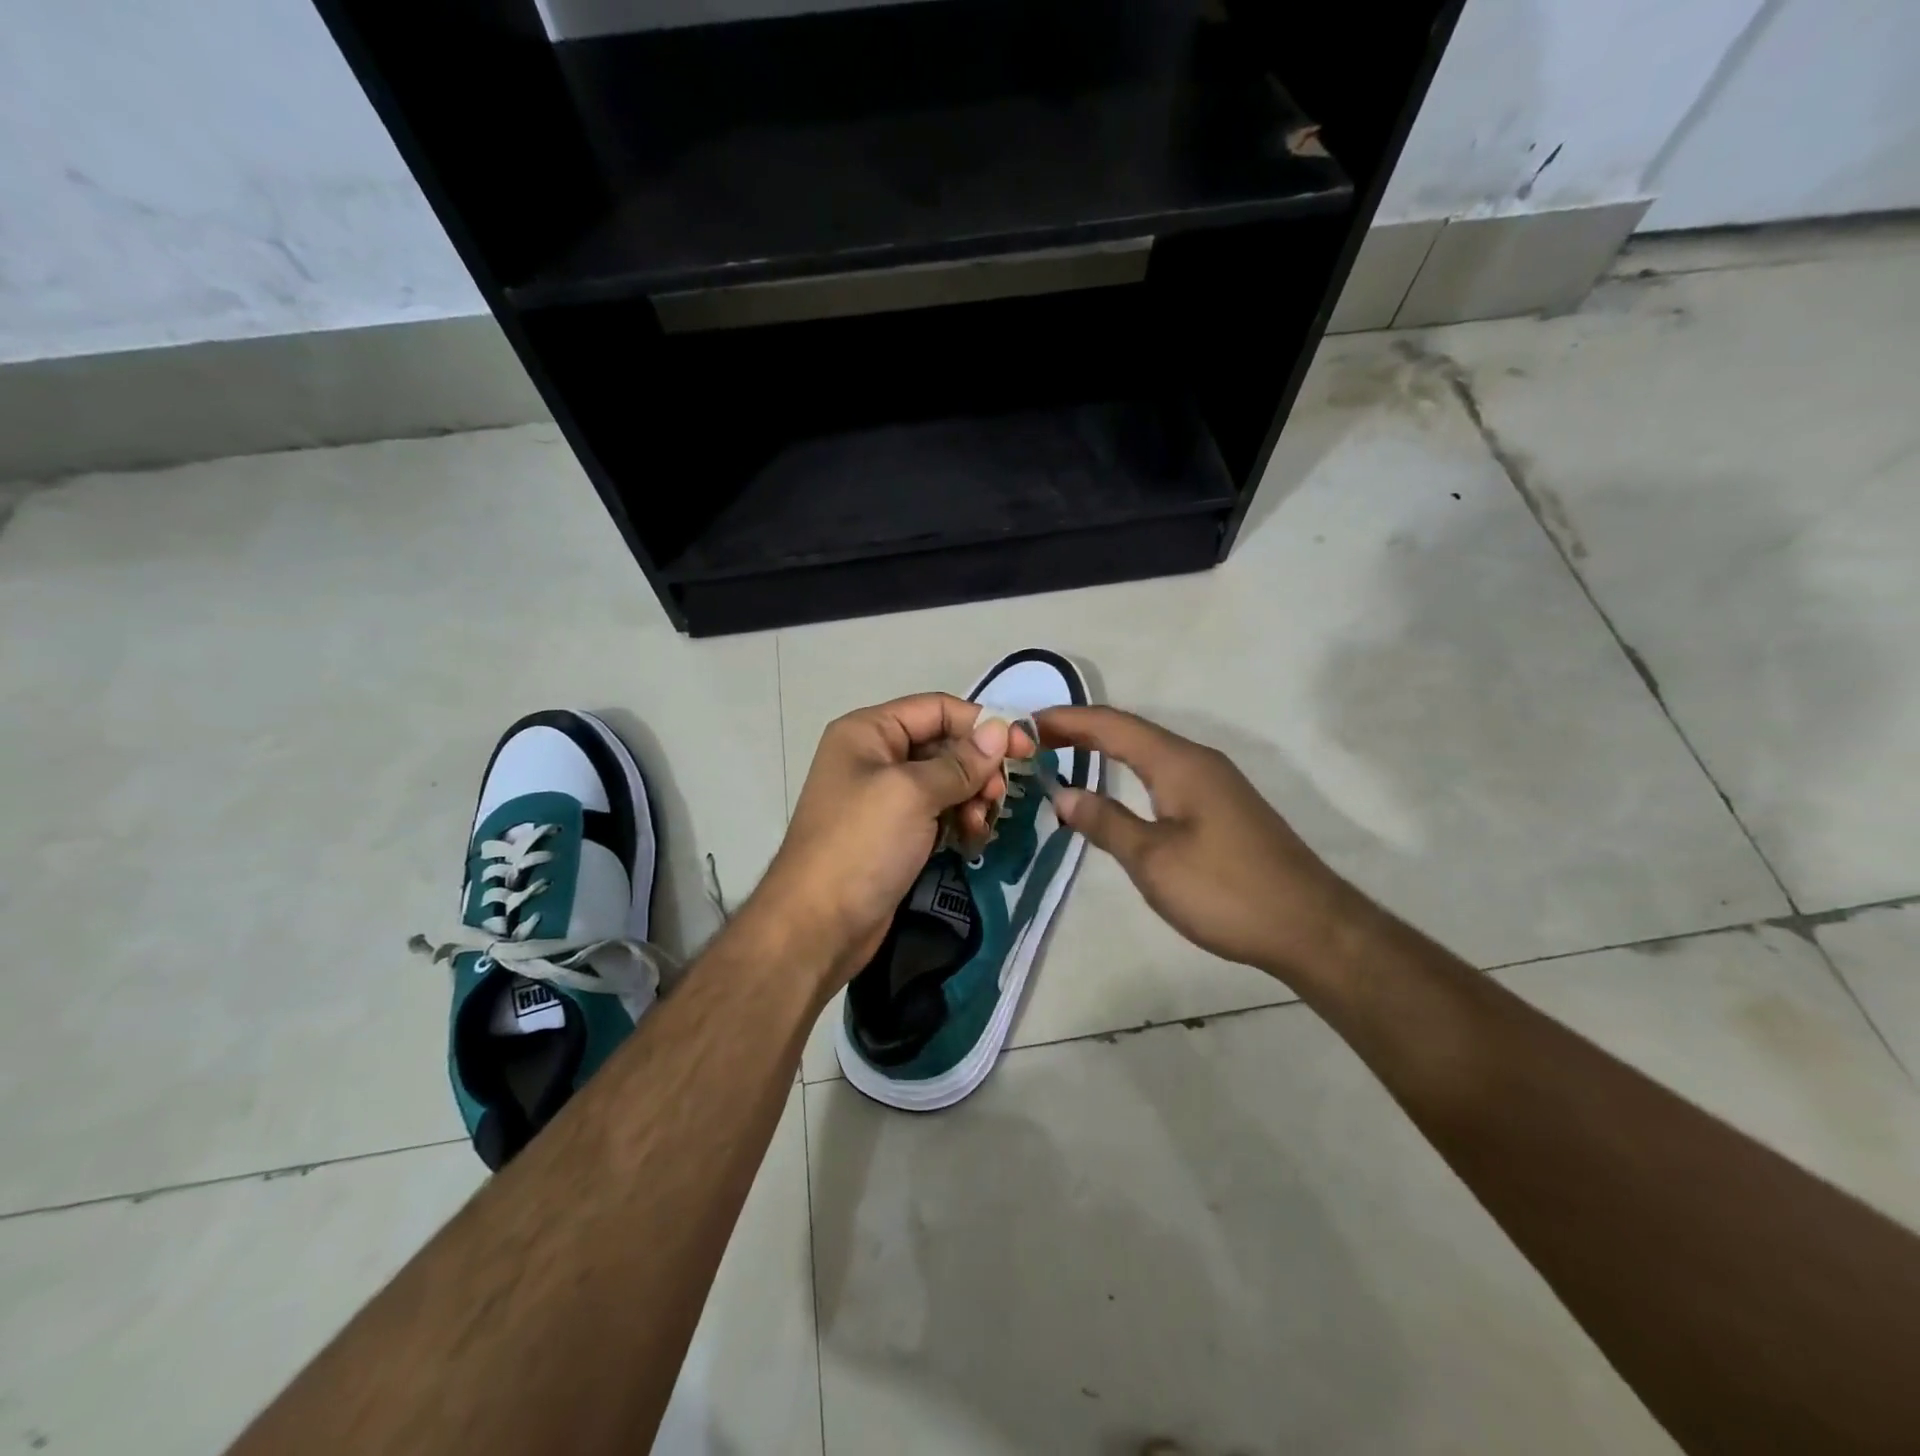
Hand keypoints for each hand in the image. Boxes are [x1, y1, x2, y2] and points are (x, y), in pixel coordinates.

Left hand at [751, 694, 1021, 988]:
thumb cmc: (861, 846)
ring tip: (981, 824)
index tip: (1025, 748)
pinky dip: (959, 820)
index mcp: (868, 732)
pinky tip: (971, 839)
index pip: (936, 709)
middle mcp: (875, 757)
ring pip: (946, 781)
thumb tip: (1002, 730)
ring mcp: (885, 798)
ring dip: (972, 797)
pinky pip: (939, 812)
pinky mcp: (896, 833)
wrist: (817, 927)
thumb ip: (960, 762)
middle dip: (977, 767)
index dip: (981, 724)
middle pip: (944, 744)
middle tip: (999, 796)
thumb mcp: (912, 794)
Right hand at [1038, 706, 1366, 983]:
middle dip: (1082, 731)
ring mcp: (1215, 785)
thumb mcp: (1154, 860)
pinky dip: (1130, 773)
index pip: (1113, 726)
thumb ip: (1106, 822)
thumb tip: (1063, 793)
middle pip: (1131, 732)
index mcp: (1179, 763)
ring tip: (1064, 757)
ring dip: (1106, 751)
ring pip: (1150, 754)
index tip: (1027, 722)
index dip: (1069, 720)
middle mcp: (1198, 762)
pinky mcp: (1223, 809)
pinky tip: (1117, 791)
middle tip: (1035, 741)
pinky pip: (1165, 775)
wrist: (1310, 927)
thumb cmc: (1225, 890)